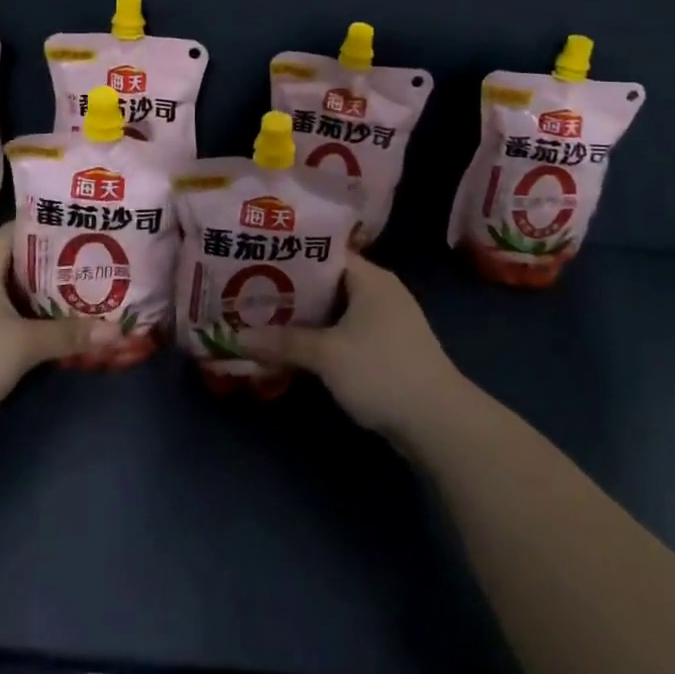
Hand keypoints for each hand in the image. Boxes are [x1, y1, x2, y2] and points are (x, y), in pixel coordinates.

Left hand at [0, 224, 116, 435]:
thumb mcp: (23, 345)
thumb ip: (69, 334)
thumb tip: (116, 330)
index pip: (24, 226)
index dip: (57, 225)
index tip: (91, 227)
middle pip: (22, 253)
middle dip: (59, 259)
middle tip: (99, 258)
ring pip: (14, 281)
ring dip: (45, 285)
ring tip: (85, 285)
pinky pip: (4, 302)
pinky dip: (29, 305)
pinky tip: (54, 316)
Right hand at [240, 254, 469, 439]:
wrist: (439, 422)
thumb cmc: (381, 370)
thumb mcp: (326, 354)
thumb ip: (282, 342)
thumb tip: (235, 337)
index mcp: (370, 277)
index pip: (324, 251)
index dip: (290, 254)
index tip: (256, 257)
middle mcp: (380, 291)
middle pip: (327, 282)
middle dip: (291, 289)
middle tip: (249, 291)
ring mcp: (387, 321)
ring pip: (336, 310)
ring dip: (305, 317)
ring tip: (263, 317)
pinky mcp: (387, 349)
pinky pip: (346, 332)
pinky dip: (322, 337)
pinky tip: (295, 347)